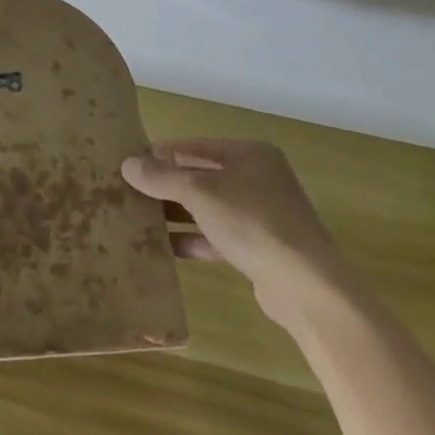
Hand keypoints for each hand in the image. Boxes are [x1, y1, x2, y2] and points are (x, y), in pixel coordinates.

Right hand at [121, 139, 351, 334]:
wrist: (307, 288)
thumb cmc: (252, 223)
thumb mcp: (199, 193)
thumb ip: (161, 177)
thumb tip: (127, 164)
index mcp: (250, 154)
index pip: (195, 146)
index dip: (162, 153)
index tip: (131, 163)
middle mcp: (259, 179)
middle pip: (202, 176)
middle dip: (168, 185)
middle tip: (130, 191)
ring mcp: (262, 215)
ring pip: (209, 208)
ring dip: (178, 213)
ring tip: (140, 218)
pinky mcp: (261, 249)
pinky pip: (219, 236)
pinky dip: (194, 239)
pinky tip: (166, 248)